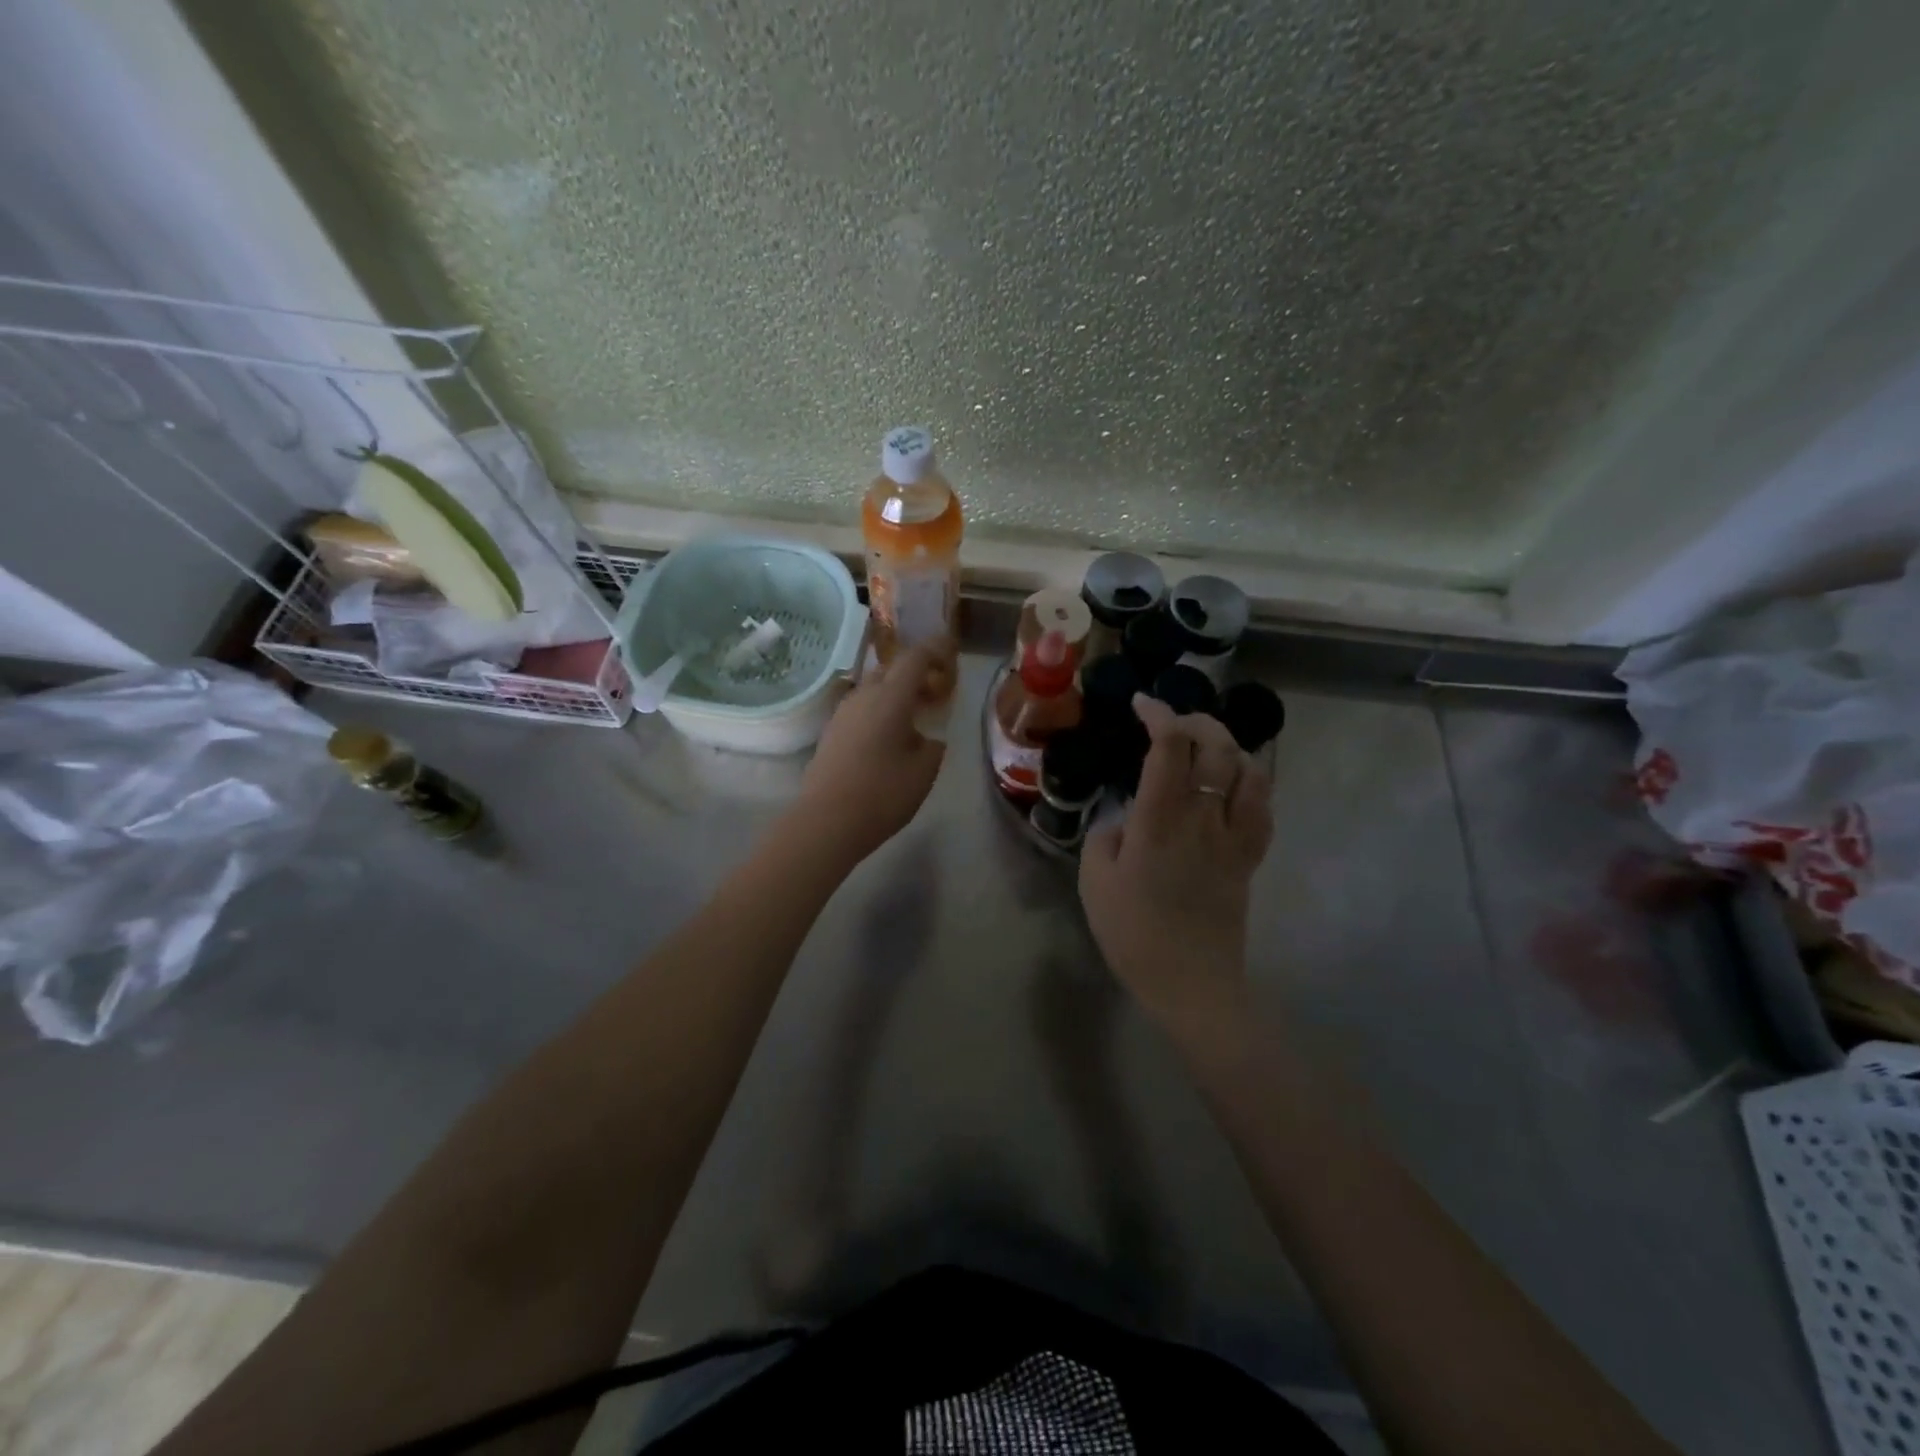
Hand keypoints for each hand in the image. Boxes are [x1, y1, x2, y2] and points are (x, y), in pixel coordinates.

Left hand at [793, 640, 952, 865]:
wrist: (826, 820)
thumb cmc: (883, 793)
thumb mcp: (924, 771)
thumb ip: (933, 746)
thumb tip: (927, 738)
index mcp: (891, 696)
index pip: (916, 657)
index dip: (936, 649)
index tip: (951, 653)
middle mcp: (864, 695)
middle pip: (892, 668)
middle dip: (916, 672)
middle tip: (936, 691)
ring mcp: (843, 712)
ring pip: (874, 687)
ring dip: (896, 692)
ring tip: (915, 715)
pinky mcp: (832, 731)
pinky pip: (862, 707)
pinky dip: (880, 708)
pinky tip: (890, 735)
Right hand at [1079, 694, 1272, 1030]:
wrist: (1192, 983)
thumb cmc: (1134, 933)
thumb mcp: (1094, 882)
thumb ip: (1105, 837)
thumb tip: (1127, 819)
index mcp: (1159, 820)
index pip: (1169, 746)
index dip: (1159, 715)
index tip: (1142, 705)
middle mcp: (1202, 817)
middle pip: (1218, 746)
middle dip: (1197, 720)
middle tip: (1173, 722)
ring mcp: (1233, 837)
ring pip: (1249, 771)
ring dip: (1228, 747)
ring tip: (1206, 748)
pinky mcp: (1250, 858)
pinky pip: (1263, 807)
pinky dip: (1250, 783)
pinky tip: (1233, 785)